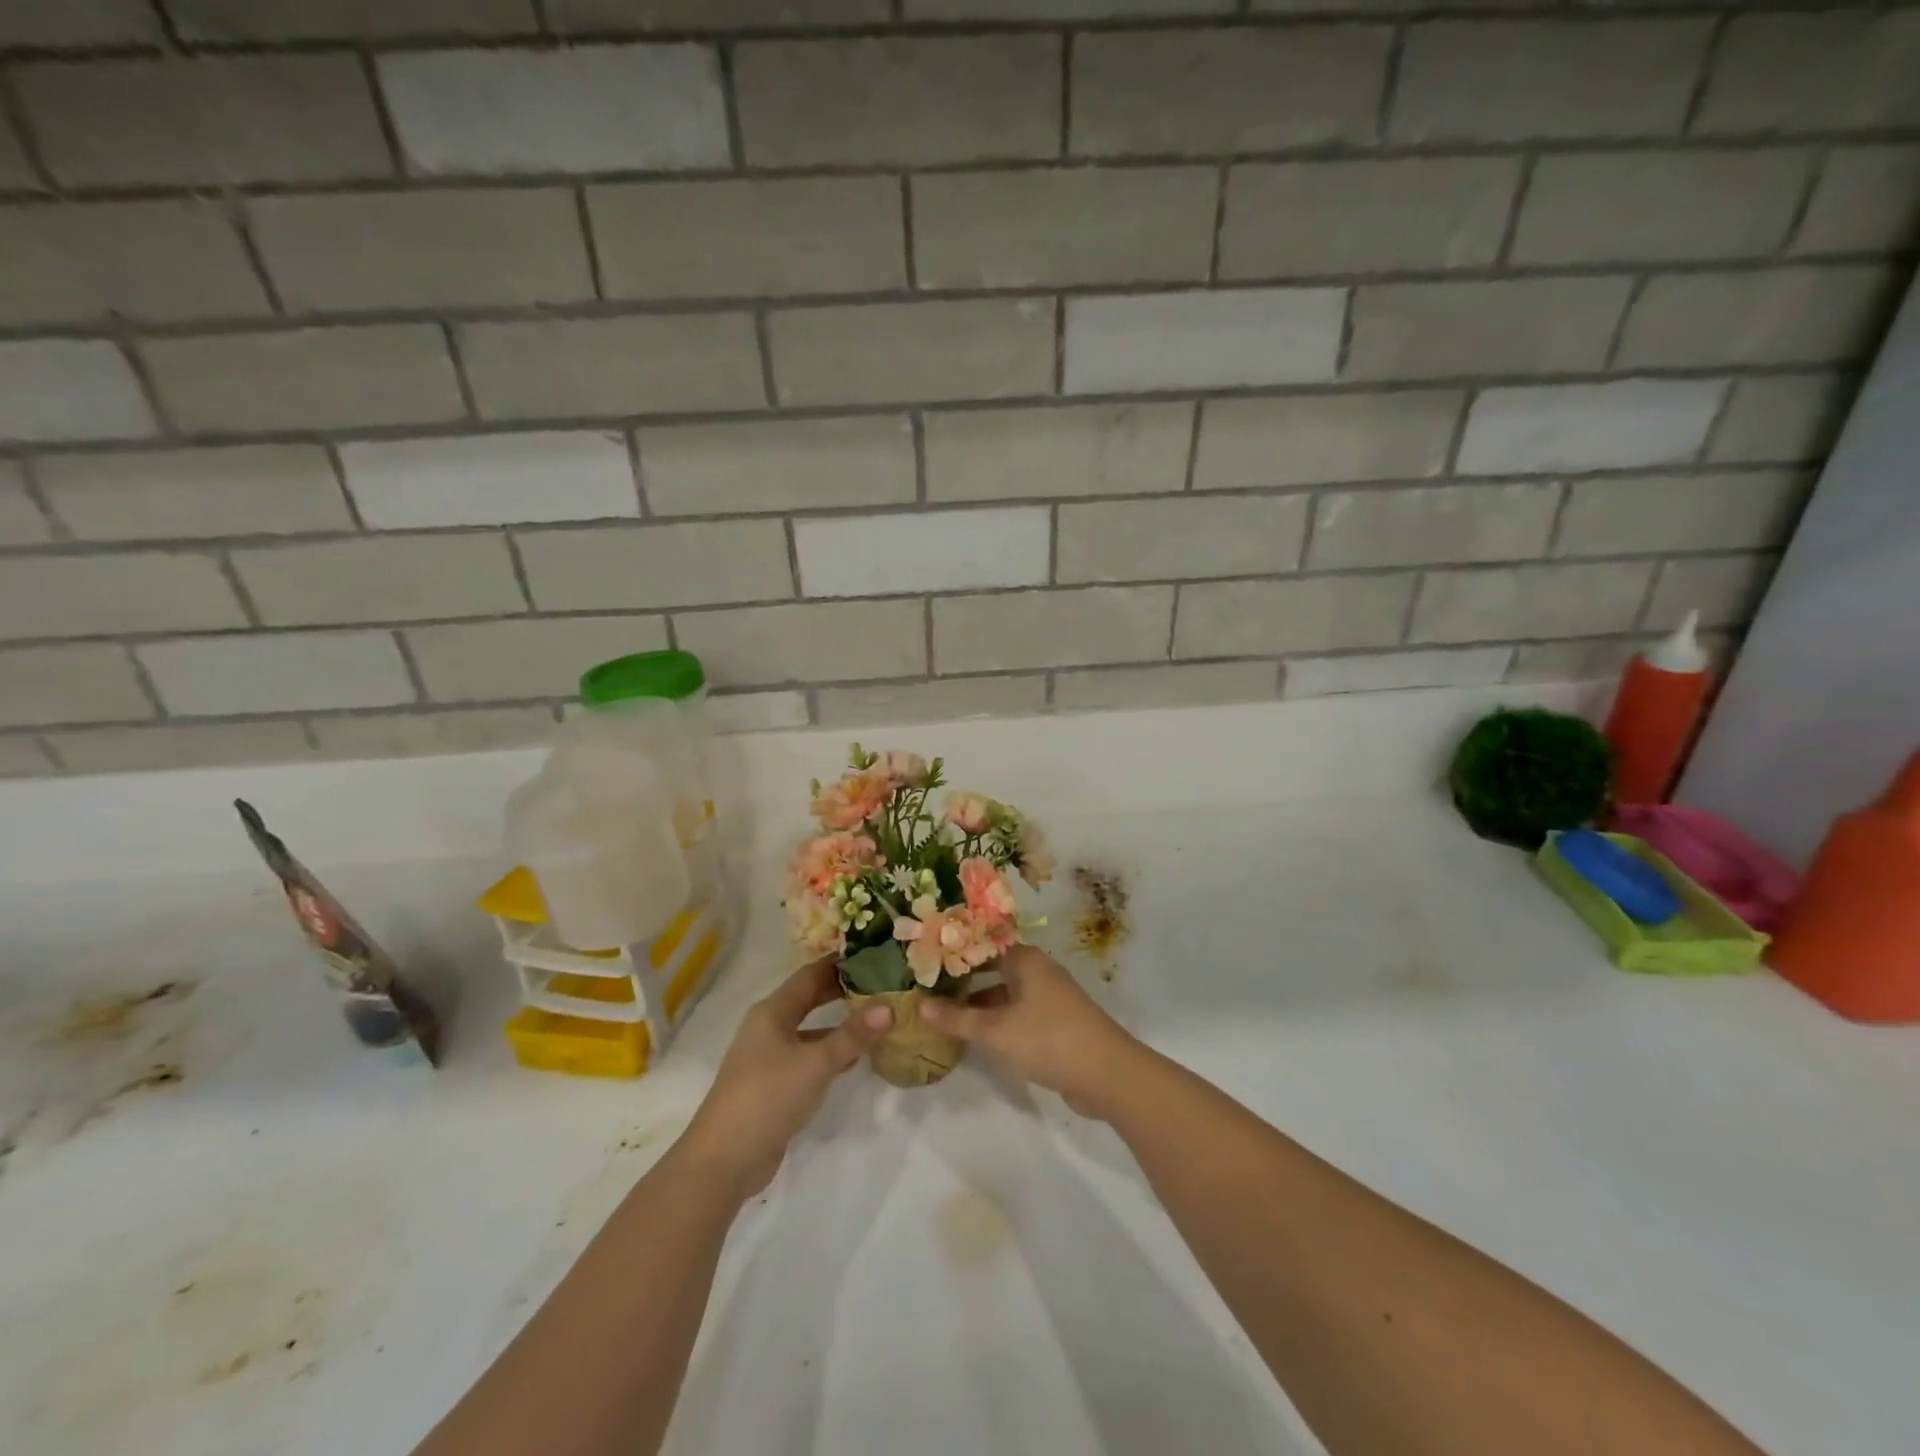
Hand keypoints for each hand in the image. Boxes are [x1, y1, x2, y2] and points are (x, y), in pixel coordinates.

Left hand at [679, 958, 892, 1197]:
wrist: (724, 1159)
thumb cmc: (768, 1096)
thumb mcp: (816, 1062)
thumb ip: (852, 1035)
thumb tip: (888, 1007)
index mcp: (772, 1011)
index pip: (809, 975)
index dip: (838, 963)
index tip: (871, 953)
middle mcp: (768, 1028)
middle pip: (807, 1000)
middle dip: (840, 991)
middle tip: (879, 981)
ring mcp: (768, 1058)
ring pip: (809, 1031)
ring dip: (838, 1025)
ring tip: (875, 1018)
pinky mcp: (773, 1086)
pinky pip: (807, 1058)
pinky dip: (830, 1053)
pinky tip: (854, 1059)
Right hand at [921, 945, 1141, 1117]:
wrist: (1107, 1073)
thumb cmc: (1048, 1039)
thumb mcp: (996, 1031)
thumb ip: (958, 1018)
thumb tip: (921, 1004)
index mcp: (1026, 960)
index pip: (983, 946)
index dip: (955, 953)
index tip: (926, 962)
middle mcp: (1038, 971)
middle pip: (994, 968)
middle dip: (964, 979)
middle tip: (930, 988)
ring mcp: (1050, 997)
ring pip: (1006, 992)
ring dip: (980, 1002)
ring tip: (946, 1013)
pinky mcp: (1057, 1023)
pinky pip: (1019, 1012)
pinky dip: (998, 1019)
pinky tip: (978, 1035)